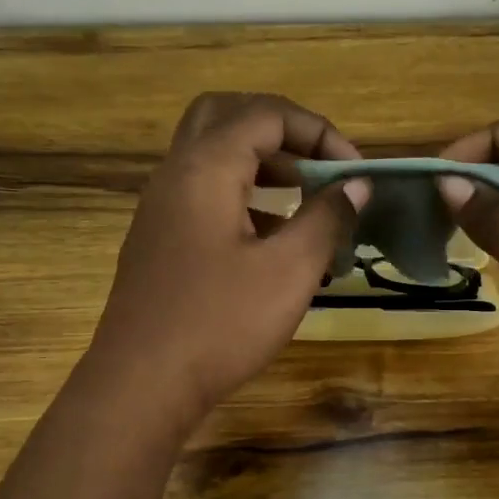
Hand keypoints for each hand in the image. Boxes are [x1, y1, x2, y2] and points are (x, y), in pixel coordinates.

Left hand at [84, 93, 369, 427]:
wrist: (142, 385)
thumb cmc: (220, 324)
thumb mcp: (289, 271)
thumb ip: (327, 219)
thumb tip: (357, 184)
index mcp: (205, 168)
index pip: (265, 114)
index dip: (318, 131)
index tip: (353, 171)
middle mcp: (175, 175)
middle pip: (226, 117)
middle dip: (280, 132)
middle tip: (317, 165)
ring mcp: (160, 209)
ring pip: (210, 156)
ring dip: (259, 164)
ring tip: (303, 199)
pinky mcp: (158, 241)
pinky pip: (201, 194)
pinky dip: (239, 196)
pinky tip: (269, 241)